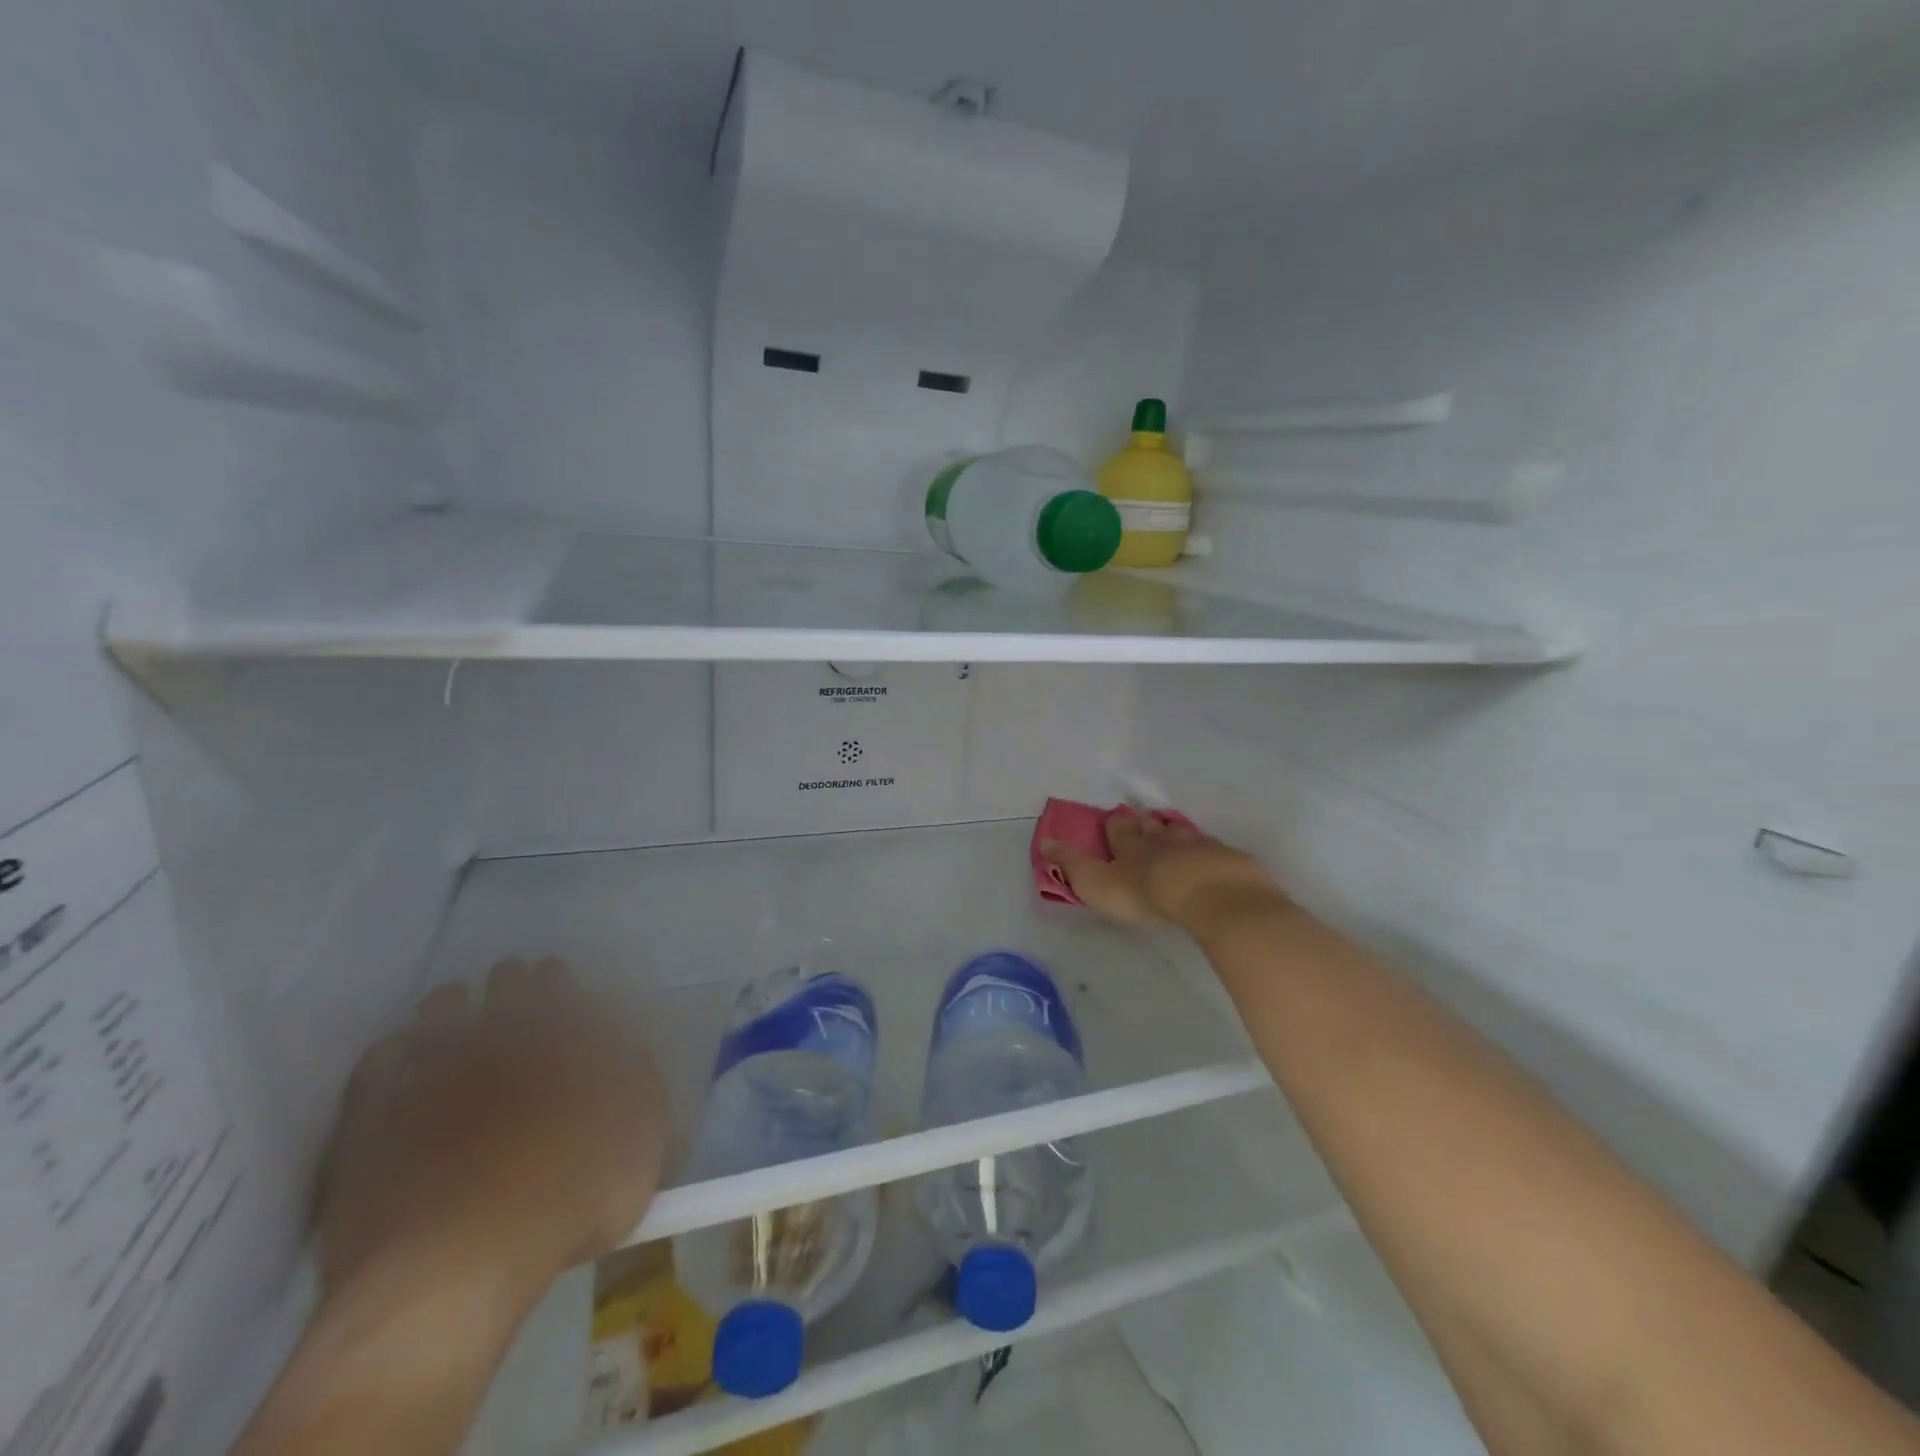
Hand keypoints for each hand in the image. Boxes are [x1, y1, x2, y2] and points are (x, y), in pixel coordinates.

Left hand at [321, 958, 667, 1316]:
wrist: (457, 1264)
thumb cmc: (571, 1197)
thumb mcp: (642, 1139)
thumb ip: (639, 1086)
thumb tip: (625, 1051)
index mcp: (564, 1041)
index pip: (563, 991)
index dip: (560, 981)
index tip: (556, 975)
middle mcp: (500, 1042)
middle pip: (505, 993)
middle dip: (511, 982)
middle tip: (511, 979)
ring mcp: (432, 1076)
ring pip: (440, 1014)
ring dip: (451, 1003)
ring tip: (454, 1003)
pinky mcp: (373, 1121)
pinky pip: (378, 1066)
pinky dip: (392, 1051)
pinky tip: (399, 1051)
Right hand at [1041, 810, 1281, 930]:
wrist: (1209, 894)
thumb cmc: (1146, 892)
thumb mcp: (1097, 883)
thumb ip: (1072, 865)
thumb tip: (1045, 842)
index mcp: (1131, 847)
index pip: (1119, 830)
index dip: (1114, 825)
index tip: (1112, 817)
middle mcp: (1163, 840)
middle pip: (1152, 827)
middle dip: (1145, 824)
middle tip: (1142, 820)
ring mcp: (1198, 847)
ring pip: (1183, 834)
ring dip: (1175, 832)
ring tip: (1172, 830)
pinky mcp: (1227, 860)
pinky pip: (1214, 851)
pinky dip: (1208, 851)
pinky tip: (1211, 856)